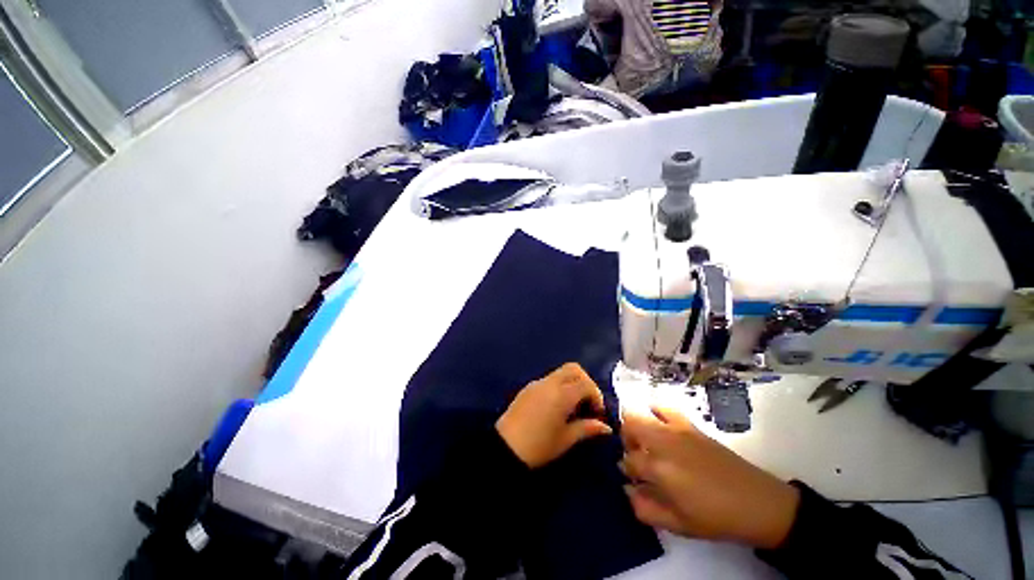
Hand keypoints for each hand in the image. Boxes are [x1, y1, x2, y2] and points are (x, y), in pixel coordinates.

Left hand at [496, 363, 613, 468]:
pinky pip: (549, 380)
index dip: (596, 396)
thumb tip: (605, 427)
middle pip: (573, 369)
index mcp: (562, 394)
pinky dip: (559, 386)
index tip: (597, 413)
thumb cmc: (539, 445)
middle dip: (585, 382)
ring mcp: (537, 383)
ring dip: (571, 383)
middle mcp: (550, 382)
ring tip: (573, 407)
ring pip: (560, 372)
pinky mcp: (528, 387)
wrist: (505, 447)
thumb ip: (587, 428)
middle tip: (587, 403)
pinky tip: (557, 407)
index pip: (586, 384)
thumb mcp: (566, 439)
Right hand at [620, 406, 799, 549]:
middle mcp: (662, 443)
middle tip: (635, 456)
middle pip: (629, 426)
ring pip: (640, 414)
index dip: (627, 471)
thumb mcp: (678, 525)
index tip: (634, 479)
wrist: (757, 503)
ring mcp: (676, 430)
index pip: (627, 461)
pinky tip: (659, 424)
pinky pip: (665, 407)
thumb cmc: (716, 518)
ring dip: (636, 426)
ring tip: (645, 442)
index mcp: (658, 469)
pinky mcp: (690, 425)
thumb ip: (645, 508)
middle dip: (626, 440)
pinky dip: (655, 411)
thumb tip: (627, 489)